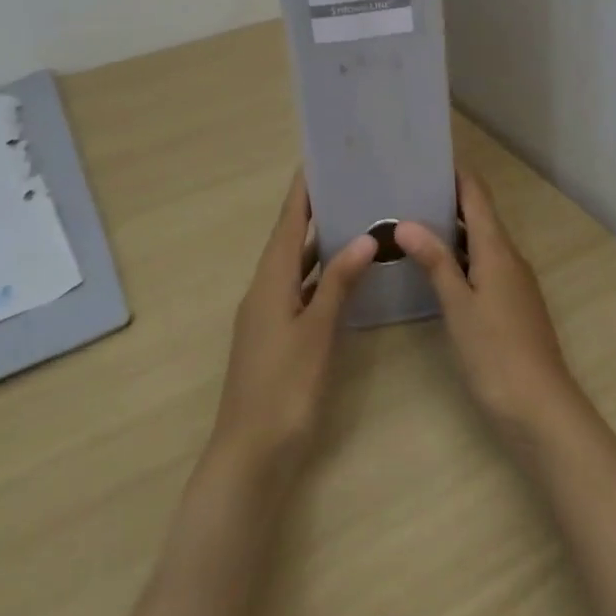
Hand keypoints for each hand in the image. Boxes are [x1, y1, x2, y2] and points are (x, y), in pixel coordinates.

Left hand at [208, 172, 377, 482]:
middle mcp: (266, 289)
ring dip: (320, 243)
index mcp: (271, 280)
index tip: (319, 159)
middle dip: (315, 210)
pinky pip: (301, 290)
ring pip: (297, 266)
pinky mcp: (277, 336)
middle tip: (349, 184)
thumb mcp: (317, 331)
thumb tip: (365, 237)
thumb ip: (340, 282)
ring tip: (354, 218)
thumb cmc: (285, 388)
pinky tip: (346, 276)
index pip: (289, 222)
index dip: (302, 191)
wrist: (250, 456)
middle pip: (291, 239)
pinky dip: (321, 275)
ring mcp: (269, 314)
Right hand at [397, 172, 585, 448]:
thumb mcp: (459, 306)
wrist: (541, 409)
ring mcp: (513, 282)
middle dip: (448, 199)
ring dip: (453, 229)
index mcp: (497, 249)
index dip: (457, 173)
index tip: (428, 157)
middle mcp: (509, 257)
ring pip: (481, 242)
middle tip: (408, 189)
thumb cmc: (496, 353)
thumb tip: (406, 222)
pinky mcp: (511, 304)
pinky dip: (460, 257)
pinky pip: (484, 265)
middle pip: (480, 215)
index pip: (477, 195)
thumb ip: (435, 262)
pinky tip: (436, 269)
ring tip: (413, 222)